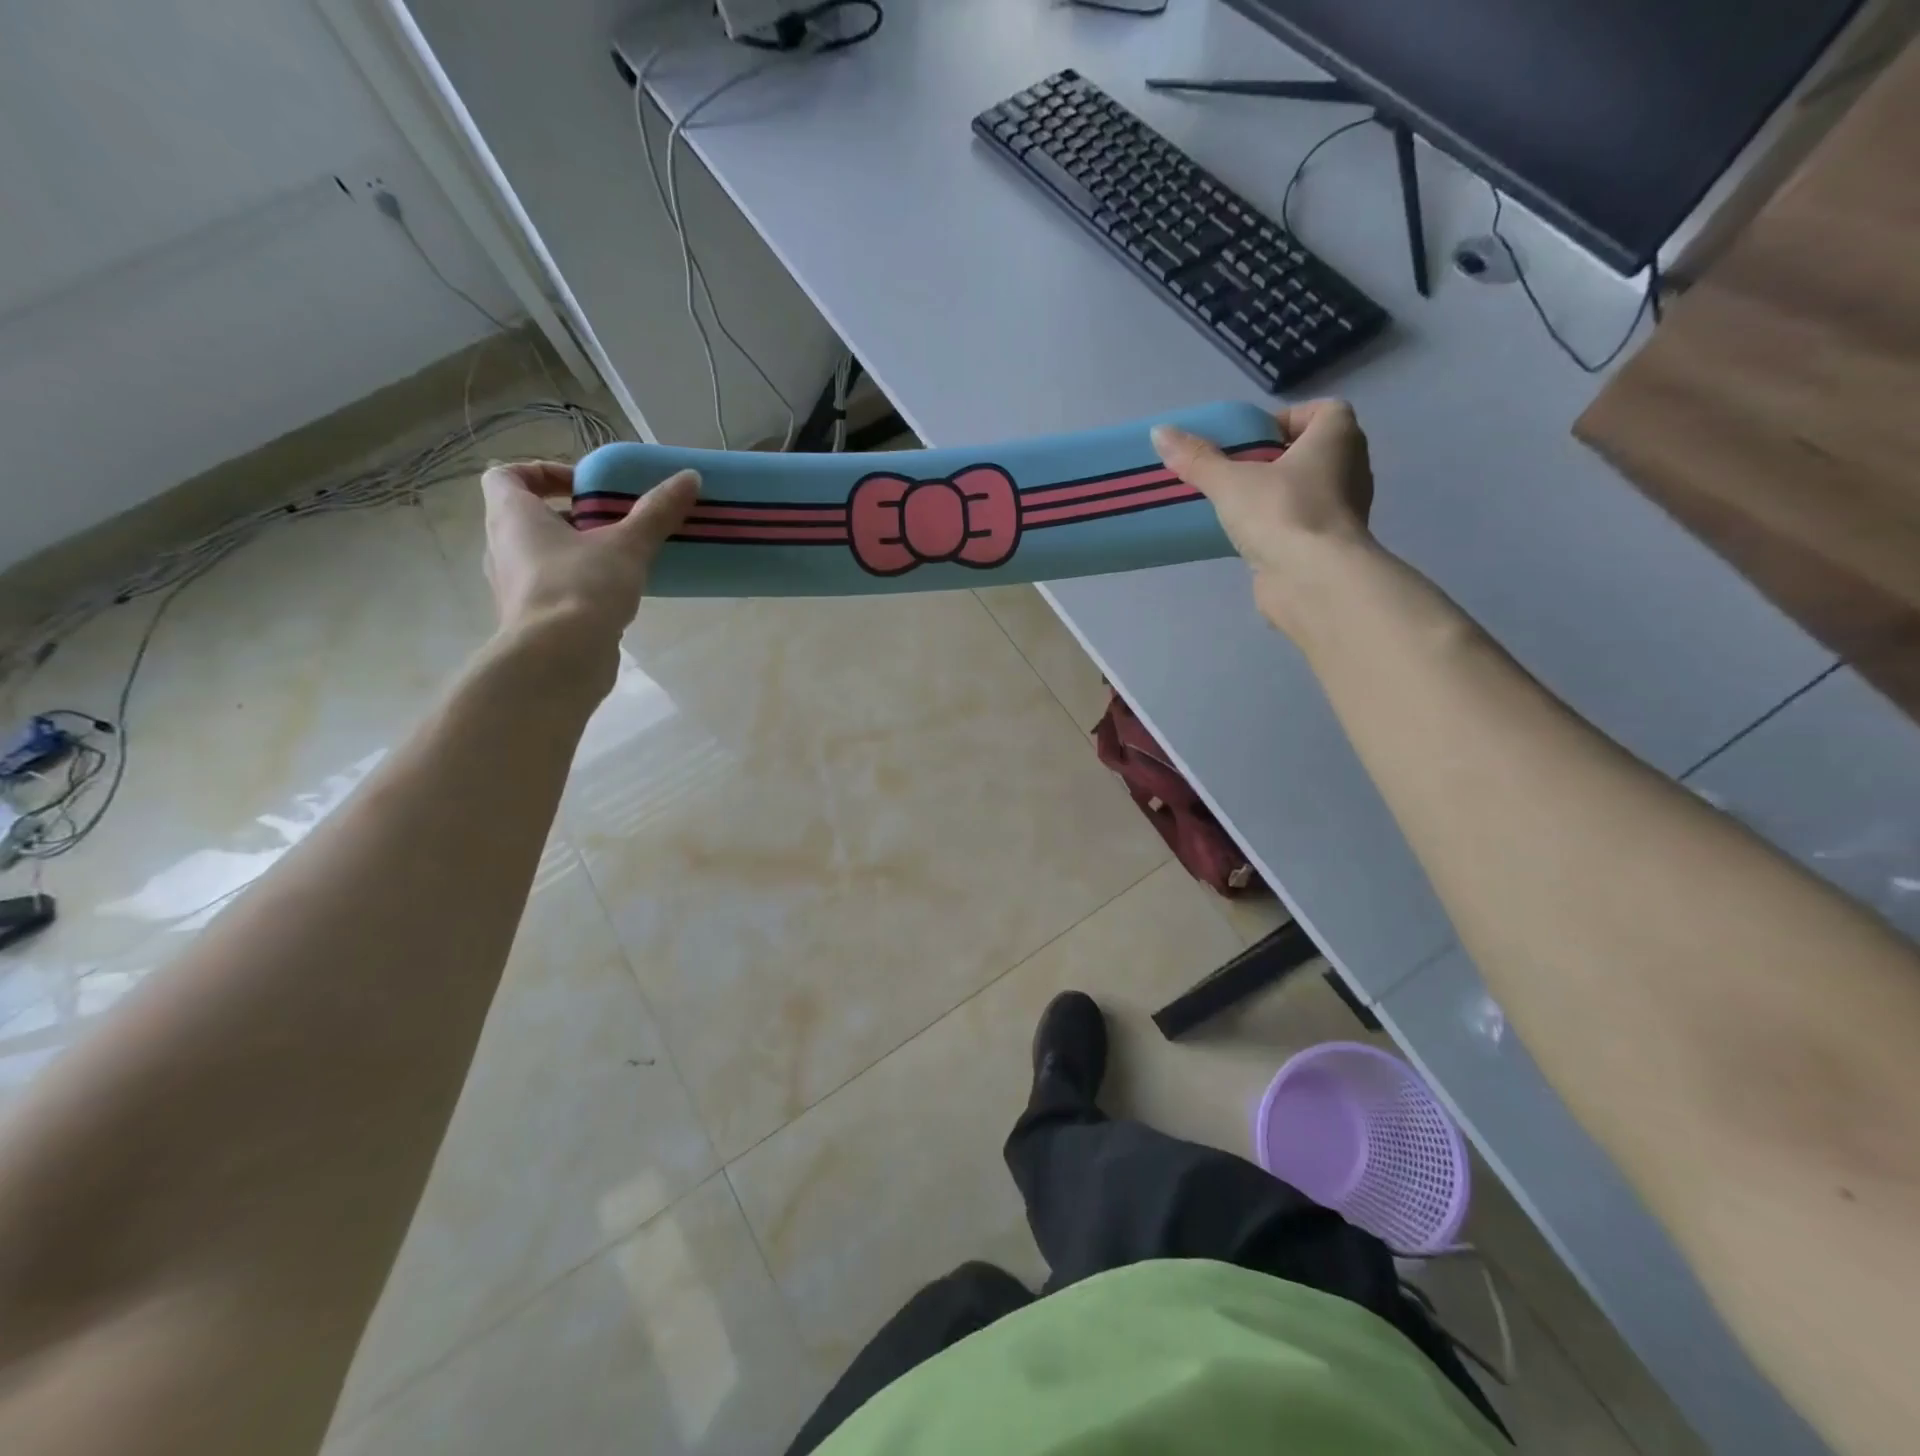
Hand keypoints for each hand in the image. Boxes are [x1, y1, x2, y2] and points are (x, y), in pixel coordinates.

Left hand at [480, 460, 698, 650]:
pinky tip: (616, 598)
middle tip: (613, 523)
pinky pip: (553, 590)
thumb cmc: (581, 588)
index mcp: (511, 516)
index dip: (541, 473)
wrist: (558, 660)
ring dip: (577, 553)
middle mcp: (501, 547)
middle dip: (572, 517)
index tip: (584, 486)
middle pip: (528, 518)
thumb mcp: (627, 545)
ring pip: (542, 556)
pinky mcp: (532, 620)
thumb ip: (656, 511)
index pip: (505, 475)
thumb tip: (689, 477)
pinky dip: (579, 587)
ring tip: (621, 561)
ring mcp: (514, 587)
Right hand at [1152, 399, 1375, 630]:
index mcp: (1338, 438)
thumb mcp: (1230, 481)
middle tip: (1235, 471)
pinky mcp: (1329, 546)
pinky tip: (1247, 537)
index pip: (1324, 411)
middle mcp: (1351, 468)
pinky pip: (1301, 524)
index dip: (1288, 420)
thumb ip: (1197, 458)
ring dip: (1276, 494)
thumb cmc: (1282, 513)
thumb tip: (1159, 432)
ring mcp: (1344, 511)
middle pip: (1312, 452)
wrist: (1314, 581)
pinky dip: (1279, 526)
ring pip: (1307, 490)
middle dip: (1275, 459)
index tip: (1253, 439)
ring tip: (1235, 505)